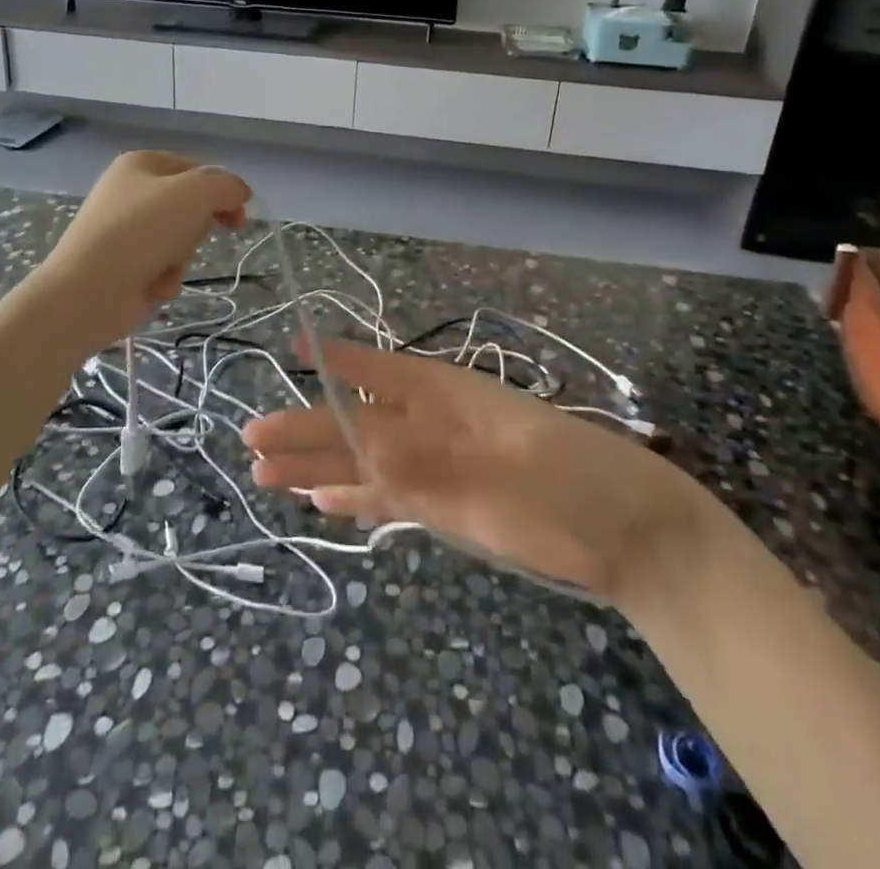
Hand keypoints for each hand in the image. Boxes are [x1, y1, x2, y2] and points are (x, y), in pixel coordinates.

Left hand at [38, 152, 250, 348]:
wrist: (87, 291)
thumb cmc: (140, 231)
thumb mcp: (194, 194)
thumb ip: (226, 186)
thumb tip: (240, 193)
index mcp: (141, 163)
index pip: (199, 170)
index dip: (223, 192)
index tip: (239, 218)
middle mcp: (131, 191)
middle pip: (191, 207)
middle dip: (196, 229)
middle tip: (190, 238)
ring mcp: (125, 229)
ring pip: (181, 240)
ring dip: (181, 258)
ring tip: (163, 268)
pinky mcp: (124, 263)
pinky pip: (163, 266)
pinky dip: (165, 277)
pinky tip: (152, 286)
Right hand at [241, 338, 702, 601]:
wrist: (628, 532)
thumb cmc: (570, 477)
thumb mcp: (498, 462)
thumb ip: (424, 460)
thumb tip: (353, 452)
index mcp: (444, 392)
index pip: (377, 369)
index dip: (335, 359)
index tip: (294, 346)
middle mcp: (430, 424)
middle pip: (355, 423)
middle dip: (304, 428)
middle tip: (251, 438)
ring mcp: (437, 467)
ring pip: (362, 462)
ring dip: (317, 467)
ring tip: (267, 475)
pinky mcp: (446, 507)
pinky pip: (387, 497)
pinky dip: (354, 498)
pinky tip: (322, 501)